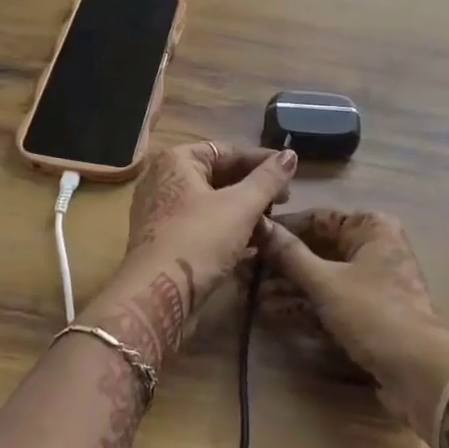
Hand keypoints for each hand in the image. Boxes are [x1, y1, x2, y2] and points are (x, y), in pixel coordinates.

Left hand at [88, 142, 297, 362]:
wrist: (157, 296)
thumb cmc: (199, 240)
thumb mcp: (241, 206)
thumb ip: (268, 179)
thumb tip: (291, 155)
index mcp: (177, 160)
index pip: (228, 151)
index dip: (262, 161)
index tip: (290, 173)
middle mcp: (163, 178)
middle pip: (218, 175)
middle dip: (253, 188)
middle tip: (283, 201)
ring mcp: (161, 210)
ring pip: (211, 202)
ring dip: (243, 210)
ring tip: (271, 222)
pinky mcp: (164, 239)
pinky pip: (202, 224)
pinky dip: (226, 228)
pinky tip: (252, 241)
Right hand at [257, 208, 448, 438]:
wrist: (420, 374)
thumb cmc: (374, 313)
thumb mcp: (326, 282)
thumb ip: (290, 254)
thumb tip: (258, 225)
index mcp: (371, 228)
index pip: (317, 218)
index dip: (282, 229)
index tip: (248, 237)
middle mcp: (372, 248)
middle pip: (317, 249)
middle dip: (280, 263)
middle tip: (243, 270)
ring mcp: (370, 283)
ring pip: (321, 277)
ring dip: (287, 287)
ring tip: (249, 293)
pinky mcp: (366, 314)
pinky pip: (328, 302)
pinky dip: (303, 306)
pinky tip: (270, 312)